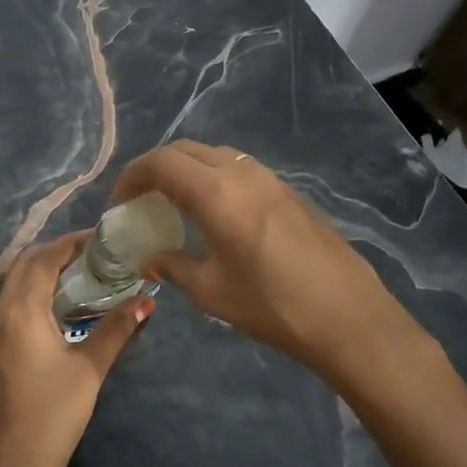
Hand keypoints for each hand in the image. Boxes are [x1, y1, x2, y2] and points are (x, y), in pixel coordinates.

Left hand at [0, 231, 151, 466]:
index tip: (102, 238)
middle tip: (95, 254)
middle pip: (25, 265)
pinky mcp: (2, 348)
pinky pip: (18, 303)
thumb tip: (146, 302)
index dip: (71, 243)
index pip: (44, 259)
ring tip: (87, 273)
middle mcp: (5, 313)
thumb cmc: (54, 414)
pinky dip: (40, 291)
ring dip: (47, 271)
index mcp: (23, 312)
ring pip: (19, 284)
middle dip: (57, 252)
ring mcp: (0, 332)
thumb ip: (116, 330)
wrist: (16, 463)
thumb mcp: (90, 369)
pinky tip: (68, 304)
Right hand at [112, 141, 429, 383]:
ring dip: (186, 169)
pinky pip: (238, 169)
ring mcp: (269, 179)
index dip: (133, 176)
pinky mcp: (288, 192)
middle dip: (156, 168)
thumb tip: (150, 258)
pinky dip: (213, 178)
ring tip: (173, 203)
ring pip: (215, 155)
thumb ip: (172, 266)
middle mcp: (241, 173)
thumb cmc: (271, 305)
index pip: (161, 163)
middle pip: (186, 150)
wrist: (347, 315)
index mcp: (216, 192)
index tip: (120, 201)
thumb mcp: (210, 291)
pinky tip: (213, 212)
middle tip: (141, 198)